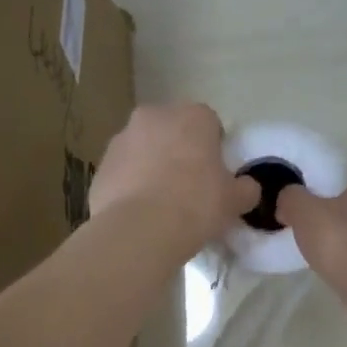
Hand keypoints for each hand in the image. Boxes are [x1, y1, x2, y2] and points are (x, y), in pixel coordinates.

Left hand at [90, 103, 259, 255]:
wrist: (139, 231)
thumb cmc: (196, 205)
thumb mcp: (235, 201)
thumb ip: (246, 189)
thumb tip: (246, 188)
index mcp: (192, 116)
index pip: (209, 124)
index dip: (214, 149)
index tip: (215, 176)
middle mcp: (153, 117)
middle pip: (172, 132)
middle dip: (179, 152)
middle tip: (189, 188)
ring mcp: (121, 140)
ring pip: (144, 150)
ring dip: (152, 168)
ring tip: (161, 205)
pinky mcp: (100, 167)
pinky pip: (123, 173)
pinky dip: (130, 187)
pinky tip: (139, 215)